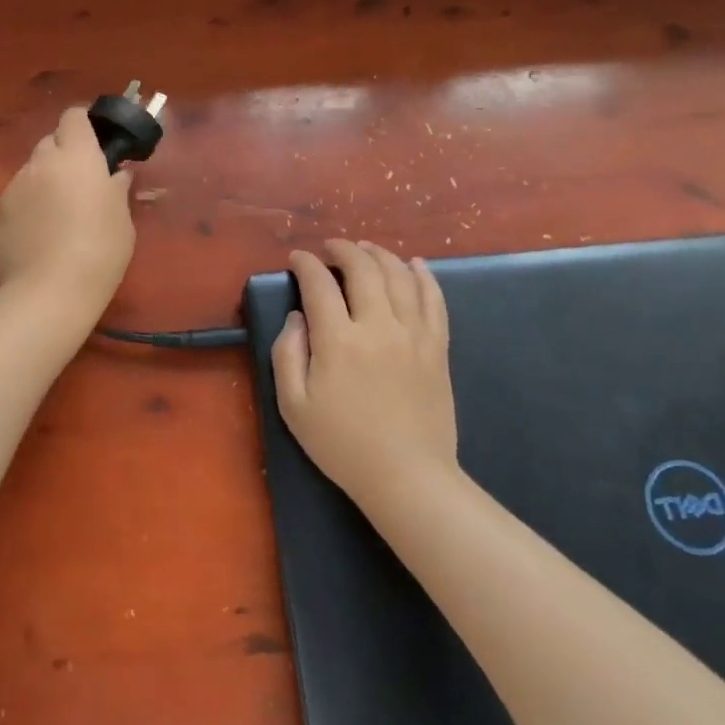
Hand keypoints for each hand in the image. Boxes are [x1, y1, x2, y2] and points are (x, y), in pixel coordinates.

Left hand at [0, 107, 135, 318]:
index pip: (74, 117)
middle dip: (64, 154)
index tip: (95, 142)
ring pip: (31, 171)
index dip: (84, 124)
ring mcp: (14, 186)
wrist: (50, 291)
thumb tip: (117, 174)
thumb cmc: (100, 251)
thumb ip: (117, 189)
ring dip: (44, 181)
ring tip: (57, 215)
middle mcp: (41, 162)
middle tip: (80, 183)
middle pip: (50, 142)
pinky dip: (27, 205)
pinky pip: (16, 196)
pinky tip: (38, 234)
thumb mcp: (122, 219)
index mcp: (77, 156)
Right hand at [271, 240, 457, 507]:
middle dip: (344, 250)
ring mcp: (413, 334)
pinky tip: (414, 264)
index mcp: (338, 341)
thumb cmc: (342, 444)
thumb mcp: (293, 405)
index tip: (297, 258)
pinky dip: (423, 276)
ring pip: (399, 276)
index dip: (306, 264)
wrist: (407, 476)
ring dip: (380, 255)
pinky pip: (434, 299)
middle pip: (363, 269)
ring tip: (366, 248)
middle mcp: (378, 326)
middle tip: (330, 248)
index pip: (320, 285)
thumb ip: (287, 353)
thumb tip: (297, 317)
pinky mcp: (437, 347)